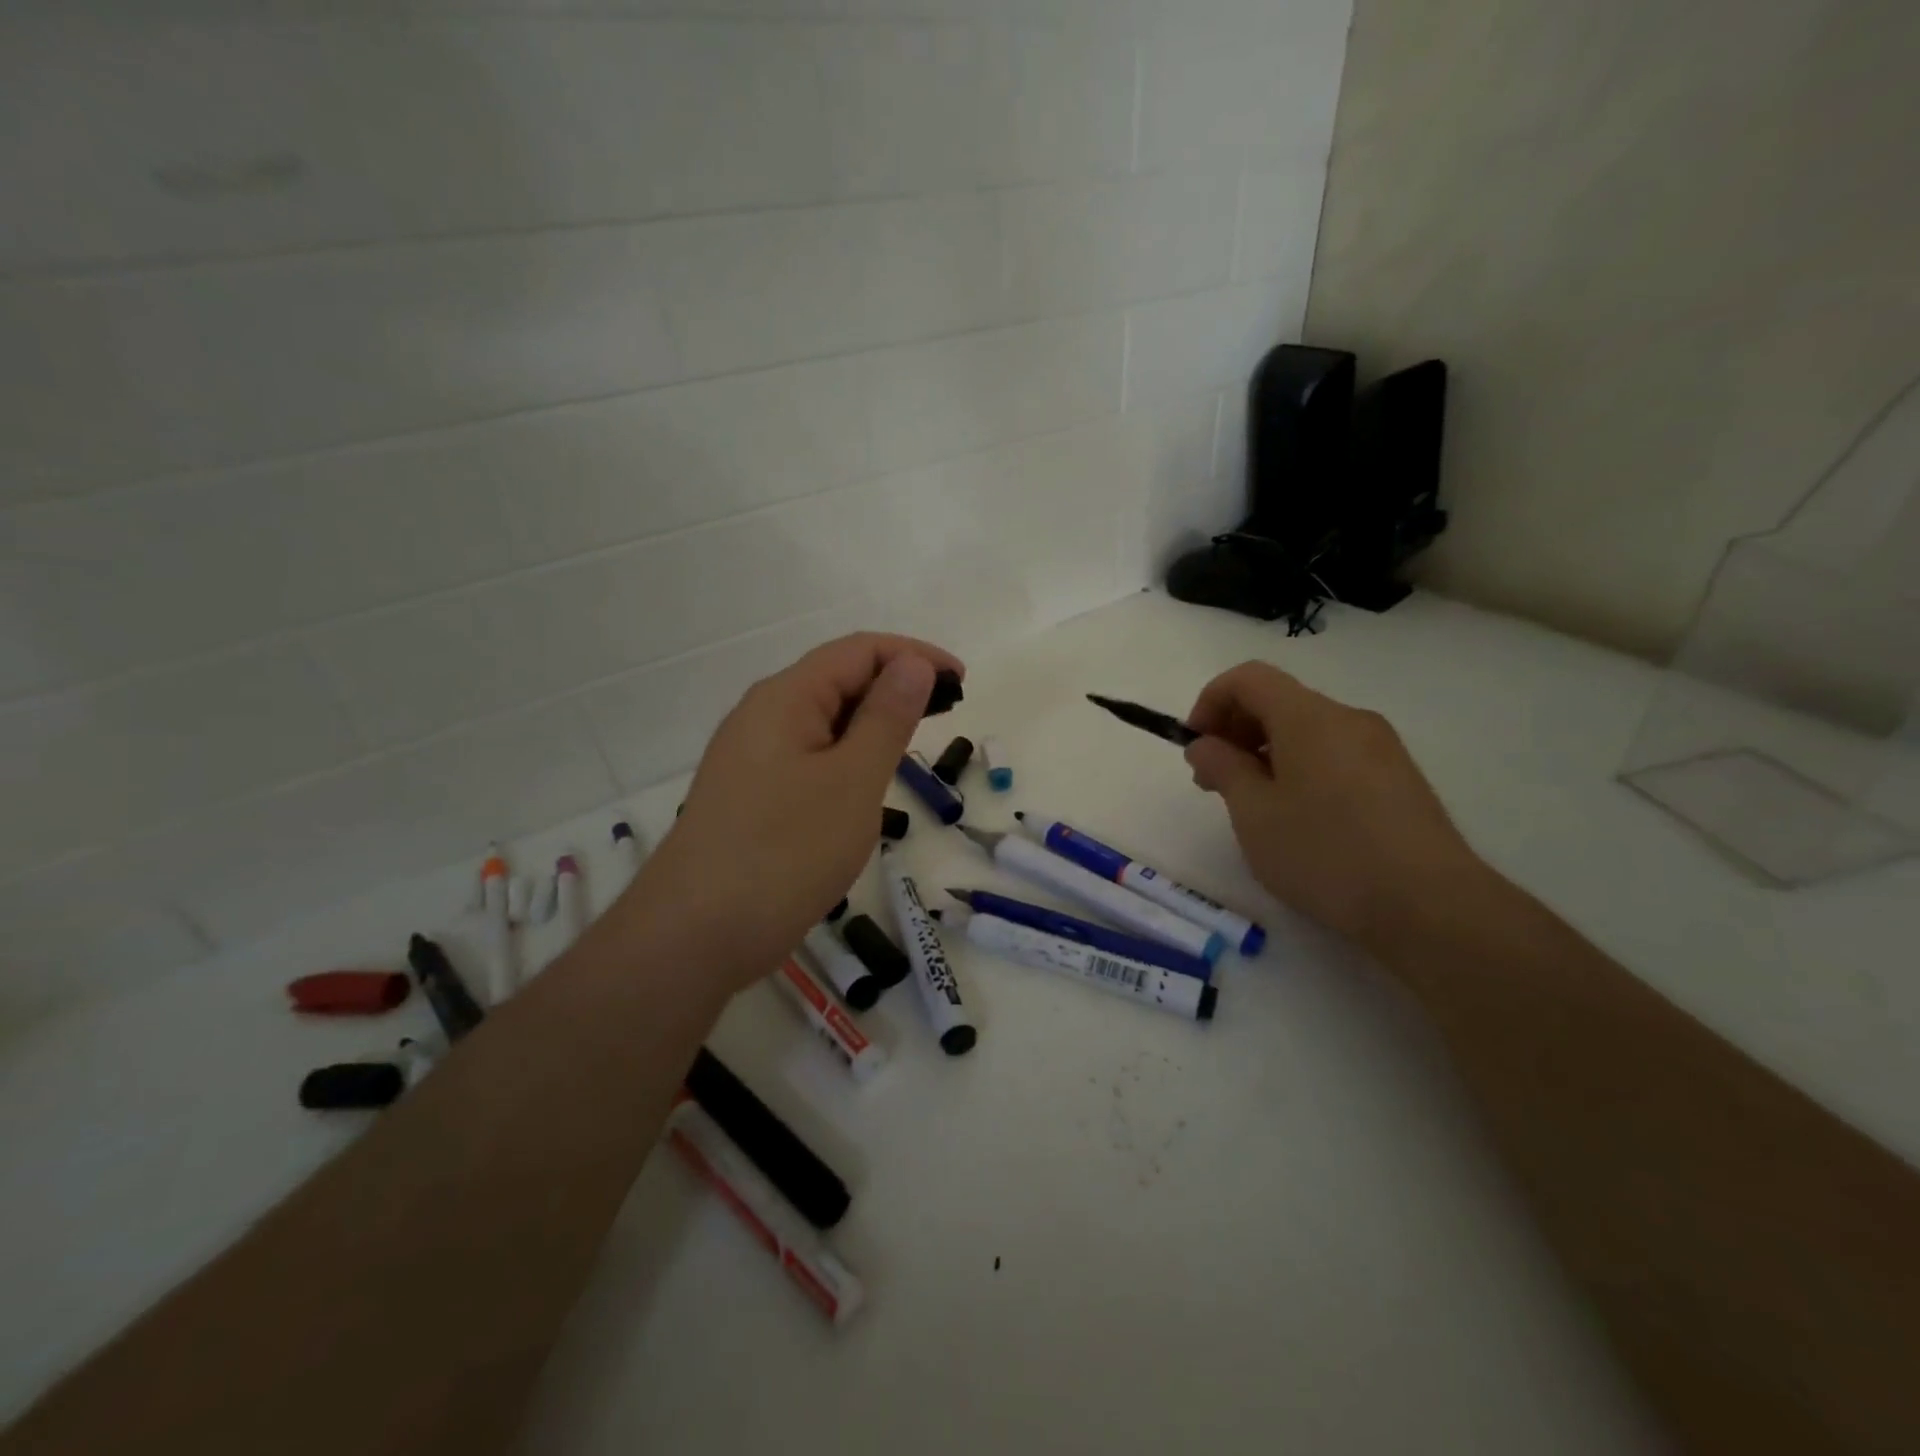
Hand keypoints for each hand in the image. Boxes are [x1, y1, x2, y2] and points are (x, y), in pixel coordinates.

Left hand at [628, 632, 963, 991]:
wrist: (694, 936)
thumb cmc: (785, 852)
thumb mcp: (853, 781)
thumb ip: (886, 717)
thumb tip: (912, 663)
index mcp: (786, 697)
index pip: (859, 651)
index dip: (914, 656)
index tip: (961, 683)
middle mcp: (762, 715)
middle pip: (837, 679)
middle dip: (895, 687)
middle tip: (946, 717)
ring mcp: (751, 757)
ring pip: (823, 722)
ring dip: (871, 724)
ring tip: (911, 748)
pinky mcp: (750, 794)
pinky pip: (808, 757)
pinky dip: (846, 757)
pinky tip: (864, 785)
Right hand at [1184, 663, 1483, 953]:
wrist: (1429, 905)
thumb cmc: (1325, 852)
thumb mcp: (1253, 812)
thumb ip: (1221, 767)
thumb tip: (1206, 744)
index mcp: (1309, 717)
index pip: (1248, 678)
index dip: (1210, 701)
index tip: (1195, 746)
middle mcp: (1348, 718)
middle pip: (1278, 701)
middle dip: (1235, 731)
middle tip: (1213, 782)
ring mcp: (1380, 747)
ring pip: (1307, 730)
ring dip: (1265, 753)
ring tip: (1252, 806)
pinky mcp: (1398, 778)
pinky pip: (1334, 754)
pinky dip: (1300, 768)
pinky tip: (1297, 818)